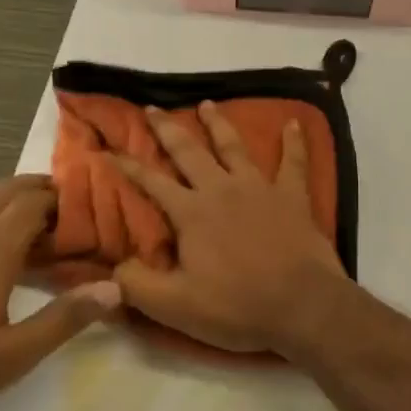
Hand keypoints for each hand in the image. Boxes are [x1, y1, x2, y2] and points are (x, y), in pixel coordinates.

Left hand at [0, 176, 119, 410]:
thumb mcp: (12, 357)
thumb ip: (64, 319)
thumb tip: (114, 289)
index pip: (33, 203)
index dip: (61, 200)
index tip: (83, 210)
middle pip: (5, 192)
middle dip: (37, 191)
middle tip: (63, 208)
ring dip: (4, 202)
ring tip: (23, 223)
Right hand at [115, 103, 350, 355]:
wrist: (302, 305)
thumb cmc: (236, 306)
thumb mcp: (175, 306)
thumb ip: (136, 285)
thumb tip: (109, 270)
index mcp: (192, 212)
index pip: (152, 182)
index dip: (128, 166)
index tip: (108, 150)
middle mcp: (222, 189)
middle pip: (190, 151)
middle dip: (167, 129)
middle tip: (152, 108)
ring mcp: (260, 188)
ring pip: (234, 147)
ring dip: (219, 124)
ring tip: (207, 104)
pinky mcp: (293, 196)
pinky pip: (294, 162)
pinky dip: (294, 142)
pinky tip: (295, 123)